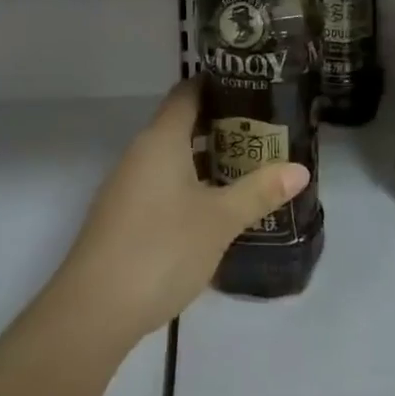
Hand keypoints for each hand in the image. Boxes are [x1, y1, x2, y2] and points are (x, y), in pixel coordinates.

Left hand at [54, 78, 310, 346]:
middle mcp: (141, 152)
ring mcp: (128, 185)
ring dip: (207, 158)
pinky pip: (162, 183)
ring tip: (249, 165)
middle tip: (264, 130)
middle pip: (182, 123)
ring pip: (173, 156)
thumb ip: (259, 191)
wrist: (93, 311)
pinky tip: (215, 206)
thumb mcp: (219, 220)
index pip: (188, 92)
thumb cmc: (161, 249)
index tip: (254, 86)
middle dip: (222, 124)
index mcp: (161, 139)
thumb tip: (301, 169)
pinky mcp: (123, 216)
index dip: (218, 84)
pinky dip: (190, 183)